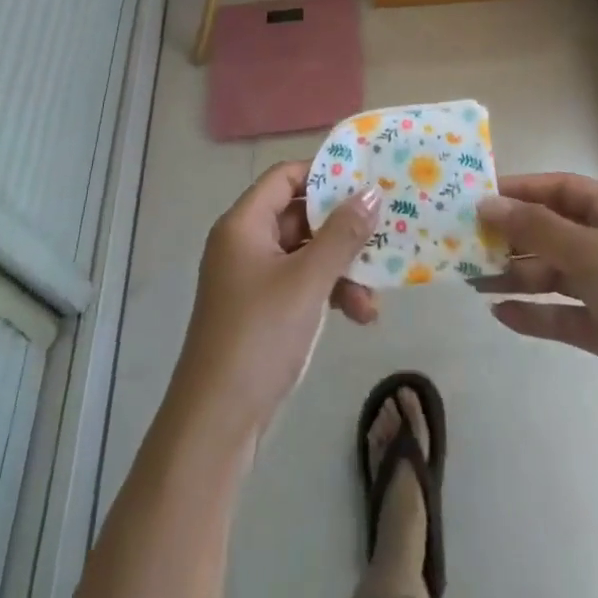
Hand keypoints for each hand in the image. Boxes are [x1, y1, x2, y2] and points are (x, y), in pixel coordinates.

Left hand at [173, 161, 380, 436]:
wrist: (215, 426)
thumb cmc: (259, 338)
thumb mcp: (307, 281)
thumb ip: (342, 235)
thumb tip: (371, 193)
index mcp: (244, 224)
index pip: (285, 176)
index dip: (324, 173)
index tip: (365, 178)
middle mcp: (244, 243)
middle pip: (299, 215)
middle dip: (342, 231)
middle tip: (382, 235)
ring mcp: (251, 279)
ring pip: (305, 254)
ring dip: (341, 270)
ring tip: (373, 300)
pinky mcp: (261, 312)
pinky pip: (301, 284)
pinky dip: (328, 293)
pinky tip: (359, 317)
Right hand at [476, 172, 597, 433]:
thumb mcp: (590, 251)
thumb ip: (536, 227)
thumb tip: (487, 203)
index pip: (559, 189)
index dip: (519, 190)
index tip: (478, 198)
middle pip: (553, 231)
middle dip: (513, 237)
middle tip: (467, 244)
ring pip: (554, 274)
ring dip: (517, 275)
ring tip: (473, 280)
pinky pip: (563, 315)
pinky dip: (535, 314)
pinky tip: (501, 314)